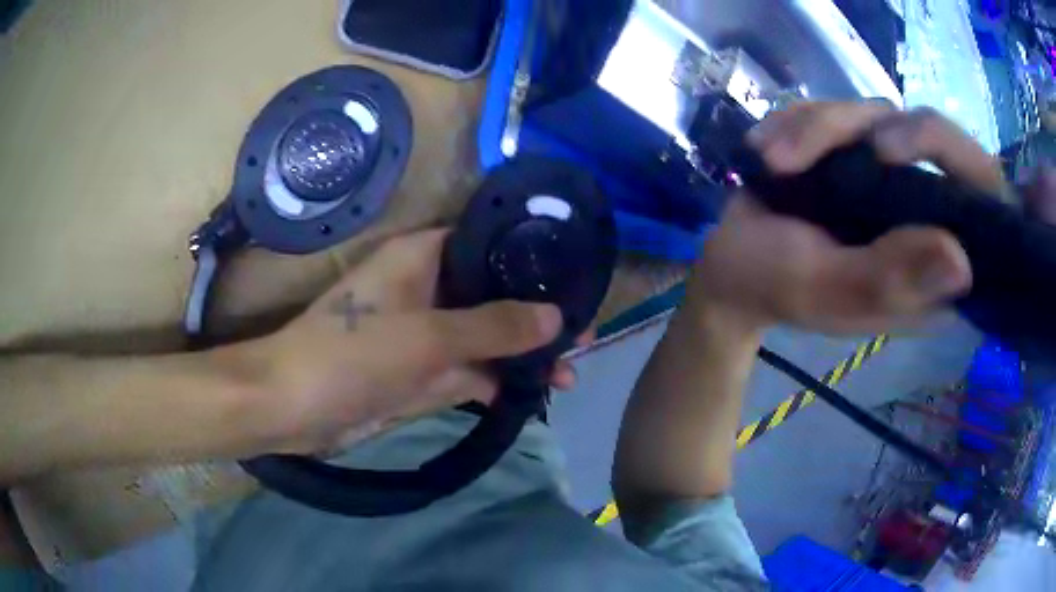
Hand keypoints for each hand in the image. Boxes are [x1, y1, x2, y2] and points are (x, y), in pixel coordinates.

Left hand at [234, 229, 581, 455]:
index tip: (575, 276)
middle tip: (584, 336)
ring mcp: (426, 333)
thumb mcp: (428, 336)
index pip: (488, 242)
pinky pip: (471, 370)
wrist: (293, 406)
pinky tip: (535, 393)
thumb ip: (494, 327)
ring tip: (569, 373)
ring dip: (523, 354)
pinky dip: (499, 381)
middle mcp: (429, 287)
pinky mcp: (422, 372)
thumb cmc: (352, 354)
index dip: (532, 257)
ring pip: (486, 337)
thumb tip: (556, 318)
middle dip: (537, 316)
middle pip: (494, 294)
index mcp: (423, 257)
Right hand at [691, 102, 994, 332]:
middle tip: (816, 146)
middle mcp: (923, 209)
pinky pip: (838, 110)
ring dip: (816, 128)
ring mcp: (890, 174)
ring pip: (874, 113)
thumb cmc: (779, 287)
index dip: (952, 158)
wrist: (734, 263)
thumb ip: (891, 278)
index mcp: (933, 261)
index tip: (887, 153)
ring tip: (771, 161)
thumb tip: (961, 262)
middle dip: (861, 128)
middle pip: (927, 134)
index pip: (978, 198)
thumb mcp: (831, 291)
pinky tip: (767, 151)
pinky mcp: (855, 149)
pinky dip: (797, 121)